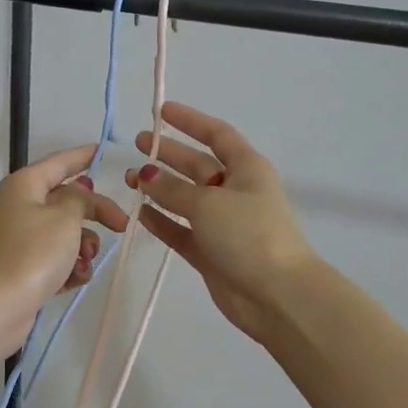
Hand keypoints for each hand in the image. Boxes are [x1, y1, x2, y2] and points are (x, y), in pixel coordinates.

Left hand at [0, 142, 130, 357]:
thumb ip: (81, 199)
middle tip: (121, 226)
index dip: (83, 155)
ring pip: (66, 233)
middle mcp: (21, 206)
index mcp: (25, 185)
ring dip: (83, 247)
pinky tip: (74, 280)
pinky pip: (58, 259)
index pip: (60, 162)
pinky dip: (70, 267)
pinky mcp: (26, 268)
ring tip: (83, 263)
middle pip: (68, 200)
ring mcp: (22, 239)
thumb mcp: (65, 217)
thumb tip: (80, 193)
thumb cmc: (32, 253)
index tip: (104, 150)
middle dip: (94, 214)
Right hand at [125, 102, 319, 345]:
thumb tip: (145, 174)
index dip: (191, 120)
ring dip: (159, 188)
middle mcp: (235, 191)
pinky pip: (180, 229)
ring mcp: (222, 223)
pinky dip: (161, 221)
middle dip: (168, 154)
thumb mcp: (208, 204)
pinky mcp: (210, 252)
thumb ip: (172, 189)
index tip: (161, 112)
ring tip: (130, 180)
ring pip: (185, 198)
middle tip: (138, 144)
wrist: (277, 295)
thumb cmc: (249, 235)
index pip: (217, 134)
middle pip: (197, 165)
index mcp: (247, 169)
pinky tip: (139, 212)